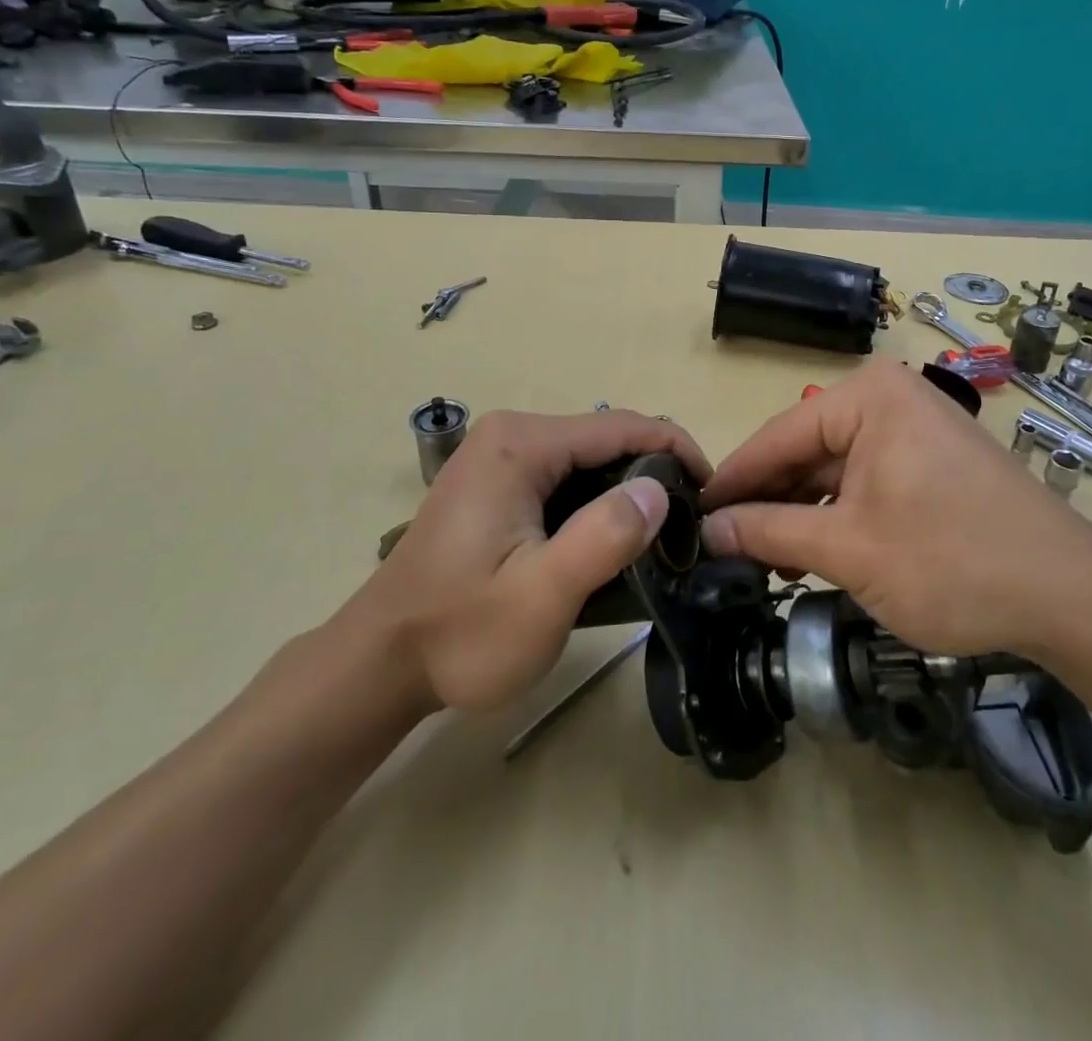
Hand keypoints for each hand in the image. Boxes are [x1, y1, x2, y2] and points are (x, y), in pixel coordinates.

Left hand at [339, 410, 710, 710]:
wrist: (379, 664)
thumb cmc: (460, 633)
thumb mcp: (541, 595)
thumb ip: (602, 538)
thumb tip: (660, 491)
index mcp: (522, 444)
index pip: (622, 426)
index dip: (677, 452)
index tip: (712, 494)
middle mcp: (512, 434)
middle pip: (607, 439)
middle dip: (654, 475)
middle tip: (688, 530)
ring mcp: (500, 456)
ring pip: (589, 460)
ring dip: (628, 492)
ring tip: (661, 539)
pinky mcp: (497, 482)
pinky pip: (565, 478)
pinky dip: (597, 502)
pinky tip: (612, 540)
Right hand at [699, 362, 1091, 659]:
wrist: (1071, 597)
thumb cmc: (952, 561)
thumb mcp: (848, 548)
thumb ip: (769, 533)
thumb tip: (707, 530)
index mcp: (867, 397)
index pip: (777, 435)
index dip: (731, 481)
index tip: (691, 516)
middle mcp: (889, 399)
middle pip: (805, 451)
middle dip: (767, 502)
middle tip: (722, 549)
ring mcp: (914, 430)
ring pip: (834, 471)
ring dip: (800, 515)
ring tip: (763, 563)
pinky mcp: (931, 463)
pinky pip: (865, 482)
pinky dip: (837, 517)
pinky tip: (812, 555)